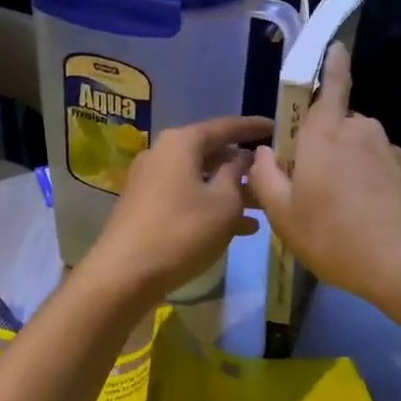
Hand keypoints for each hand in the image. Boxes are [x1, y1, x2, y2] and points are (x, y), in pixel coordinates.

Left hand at [78, 116, 270, 302]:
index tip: (277, 128)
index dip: (253, 127)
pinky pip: (186, 196)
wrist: (124, 274)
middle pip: (210, 152)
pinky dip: (211, 206)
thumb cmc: (182, 231)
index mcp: (181, 142)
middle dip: (242, 166)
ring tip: (263, 207)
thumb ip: (237, 174)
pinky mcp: (145, 206)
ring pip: (200, 178)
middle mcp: (162, 153)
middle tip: (273, 173)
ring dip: (230, 191)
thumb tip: (242, 157)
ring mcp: (150, 180)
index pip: (225, 126)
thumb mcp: (224, 203)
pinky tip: (240, 228)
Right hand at [249, 45, 400, 311]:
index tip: (337, 45)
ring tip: (334, 211)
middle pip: (335, 124)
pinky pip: (375, 167)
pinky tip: (360, 219)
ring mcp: (388, 151)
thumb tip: (266, 152)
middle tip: (306, 186)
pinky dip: (364, 184)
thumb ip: (266, 177)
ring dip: (342, 167)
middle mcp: (360, 131)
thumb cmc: (336, 236)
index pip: (329, 85)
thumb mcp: (283, 214)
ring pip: (355, 148)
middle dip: (320, 144)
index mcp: (325, 132)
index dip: (332, 64)